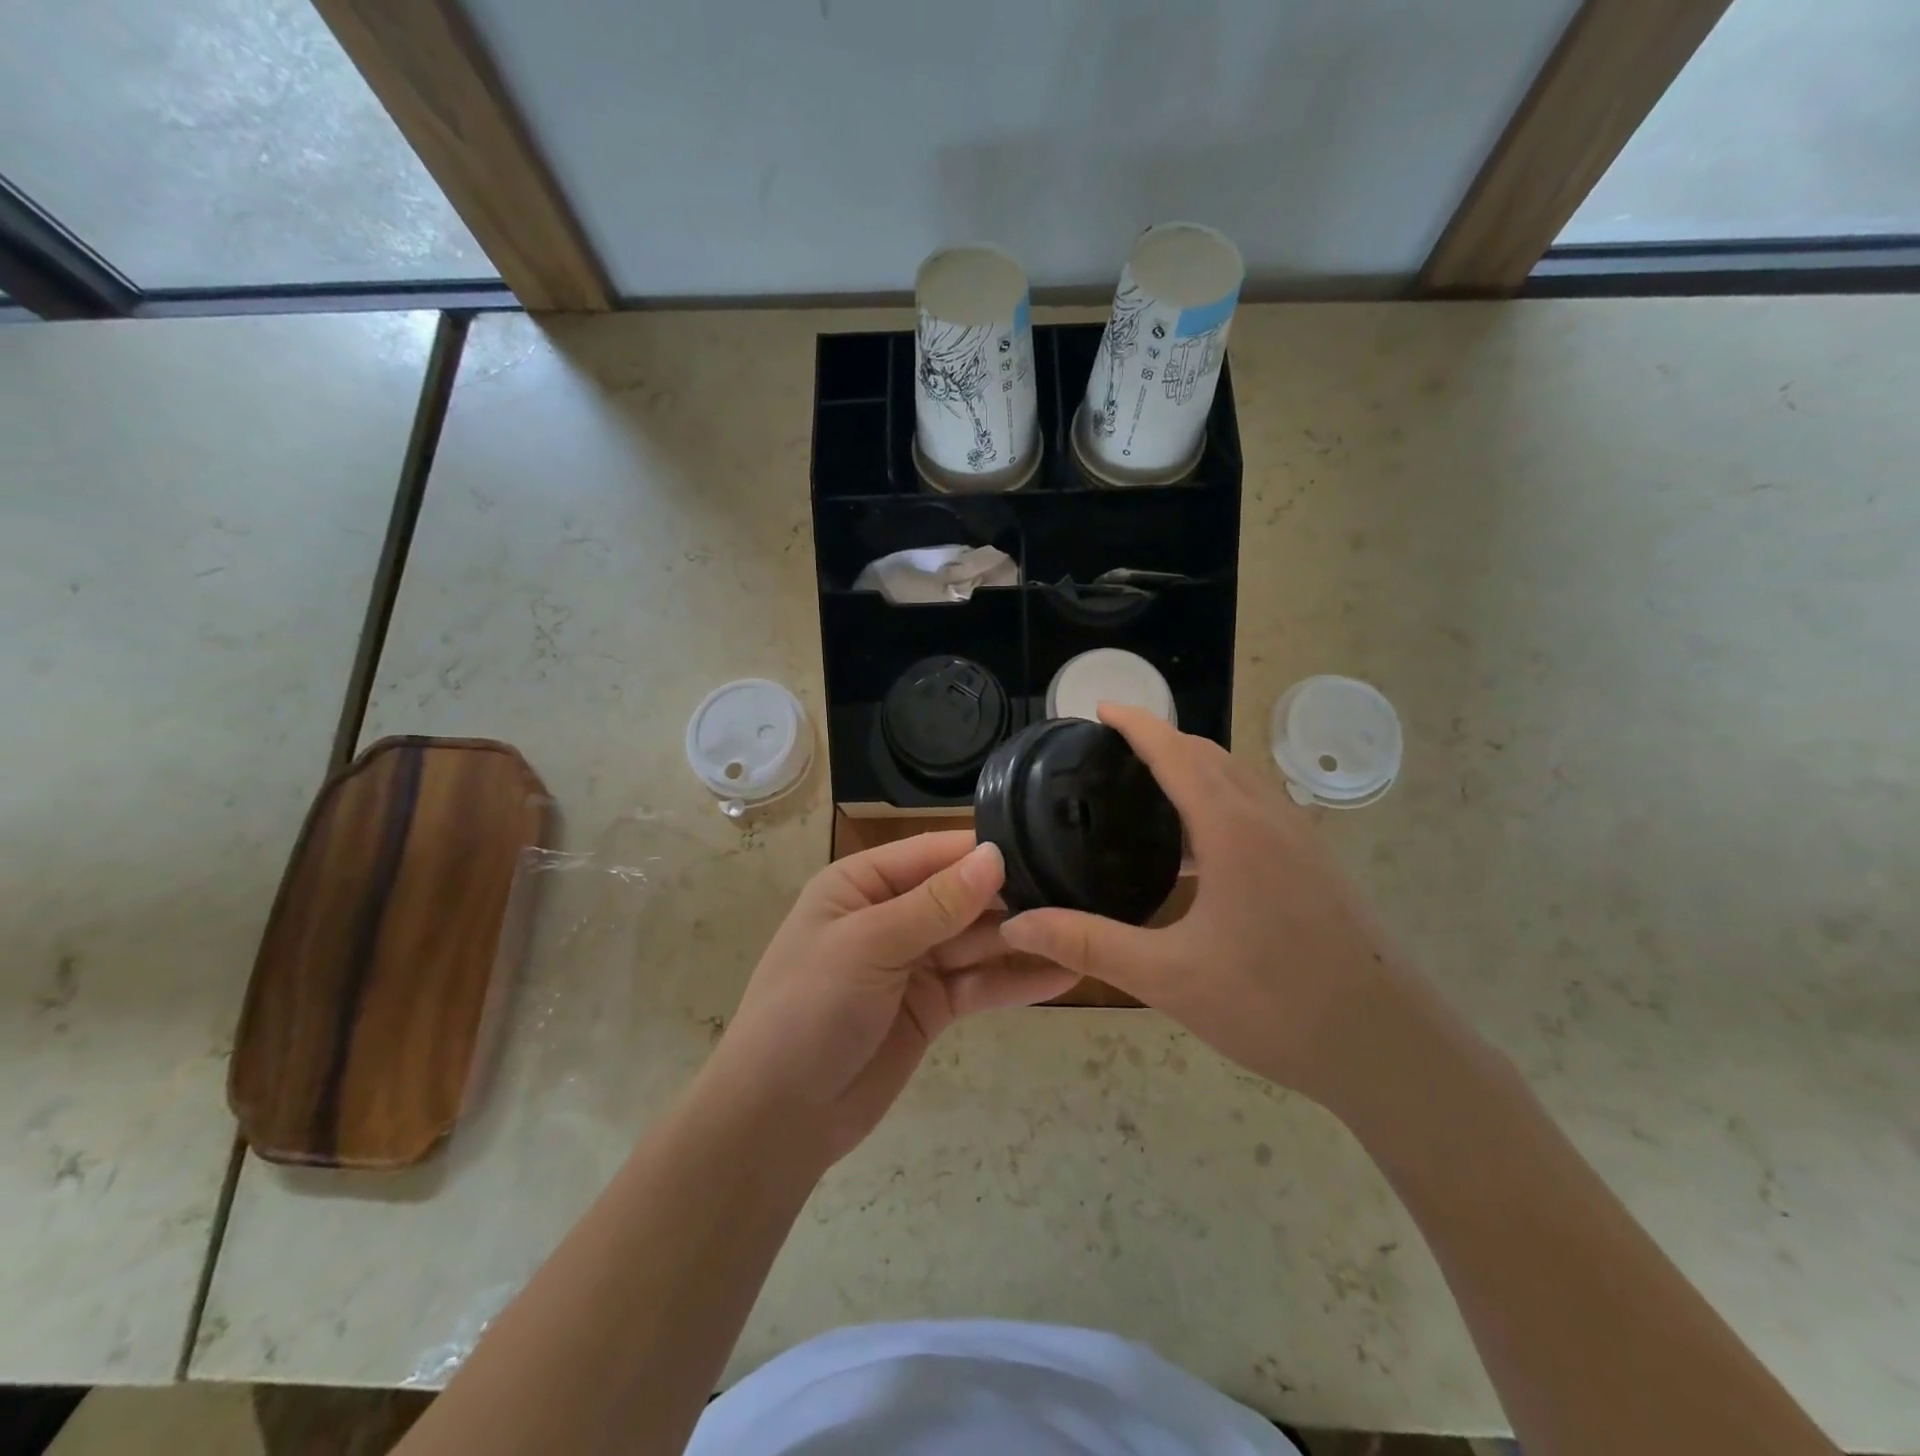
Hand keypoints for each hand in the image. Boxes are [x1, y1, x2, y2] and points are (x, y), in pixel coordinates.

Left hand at [703, 832, 1077, 1163]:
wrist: (779, 1118)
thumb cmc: (808, 1011)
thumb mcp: (868, 946)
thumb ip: (935, 904)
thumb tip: (994, 855)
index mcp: (862, 884)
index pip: (932, 853)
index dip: (983, 851)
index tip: (1043, 846)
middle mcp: (891, 915)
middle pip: (961, 896)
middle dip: (1011, 896)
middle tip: (1077, 890)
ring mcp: (914, 963)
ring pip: (977, 941)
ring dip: (1022, 938)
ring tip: (1083, 930)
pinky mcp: (932, 1007)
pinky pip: (979, 985)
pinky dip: (1015, 981)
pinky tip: (1063, 975)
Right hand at [1000, 705, 1414, 1113]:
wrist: (1390, 1047)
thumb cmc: (1274, 1005)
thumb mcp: (1168, 977)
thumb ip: (1088, 943)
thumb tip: (1017, 923)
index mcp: (1232, 829)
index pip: (1175, 753)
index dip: (1136, 724)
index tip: (1100, 708)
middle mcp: (1270, 818)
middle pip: (1210, 755)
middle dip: (1162, 739)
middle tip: (1113, 750)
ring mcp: (1301, 840)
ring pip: (1240, 779)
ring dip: (1195, 767)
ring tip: (1148, 789)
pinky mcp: (1317, 865)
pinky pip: (1259, 807)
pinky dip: (1220, 798)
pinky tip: (1200, 847)